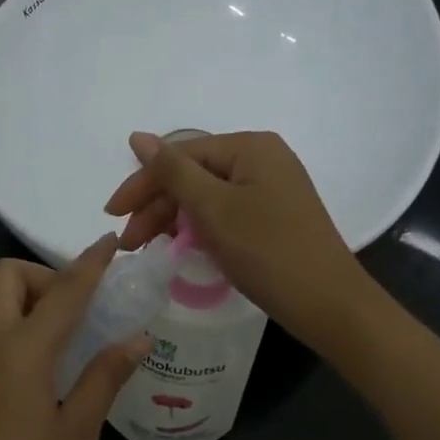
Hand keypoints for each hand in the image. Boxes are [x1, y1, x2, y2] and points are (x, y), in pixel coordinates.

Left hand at [0, 235, 146, 439]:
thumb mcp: (76, 435)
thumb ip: (104, 378)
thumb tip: (138, 338)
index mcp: (19, 353)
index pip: (62, 291)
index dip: (90, 264)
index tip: (111, 242)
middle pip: (3, 277)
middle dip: (42, 276)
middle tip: (76, 312)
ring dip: (19, 297)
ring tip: (57, 336)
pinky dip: (4, 322)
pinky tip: (32, 364)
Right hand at [104, 130, 370, 348]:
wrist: (327, 303)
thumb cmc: (267, 251)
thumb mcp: (213, 209)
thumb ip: (173, 172)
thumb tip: (139, 136)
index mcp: (250, 146)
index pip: (181, 155)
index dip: (142, 183)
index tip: (112, 215)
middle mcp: (262, 159)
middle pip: (194, 175)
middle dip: (157, 207)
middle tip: (130, 243)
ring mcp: (271, 189)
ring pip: (207, 197)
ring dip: (174, 220)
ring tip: (149, 249)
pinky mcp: (273, 217)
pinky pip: (225, 213)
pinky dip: (200, 229)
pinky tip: (182, 248)